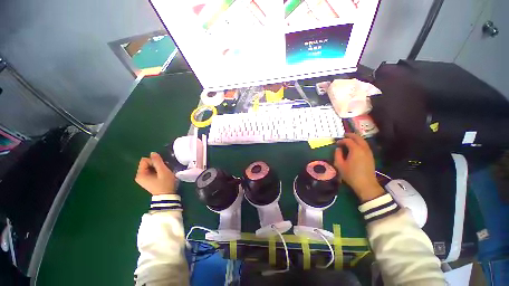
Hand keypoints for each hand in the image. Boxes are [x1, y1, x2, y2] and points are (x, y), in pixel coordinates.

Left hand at [135, 152, 176, 195]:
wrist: (167, 196)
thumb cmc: (165, 184)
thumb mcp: (163, 171)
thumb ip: (158, 161)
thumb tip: (153, 153)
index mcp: (140, 174)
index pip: (145, 160)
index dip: (154, 161)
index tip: (161, 167)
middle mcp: (139, 176)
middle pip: (147, 163)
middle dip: (156, 164)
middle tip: (163, 170)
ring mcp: (142, 179)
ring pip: (150, 167)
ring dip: (157, 168)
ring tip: (163, 173)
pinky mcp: (147, 181)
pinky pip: (151, 171)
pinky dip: (157, 171)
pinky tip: (162, 175)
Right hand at [334, 133, 384, 202]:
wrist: (366, 184)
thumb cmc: (351, 174)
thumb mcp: (339, 165)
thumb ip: (337, 154)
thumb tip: (338, 149)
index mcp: (355, 150)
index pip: (348, 141)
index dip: (341, 140)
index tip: (336, 143)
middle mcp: (363, 149)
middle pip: (358, 138)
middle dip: (350, 135)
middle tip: (344, 135)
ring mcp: (368, 152)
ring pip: (363, 141)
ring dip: (356, 138)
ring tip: (349, 139)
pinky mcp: (371, 156)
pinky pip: (365, 145)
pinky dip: (360, 143)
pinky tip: (356, 146)